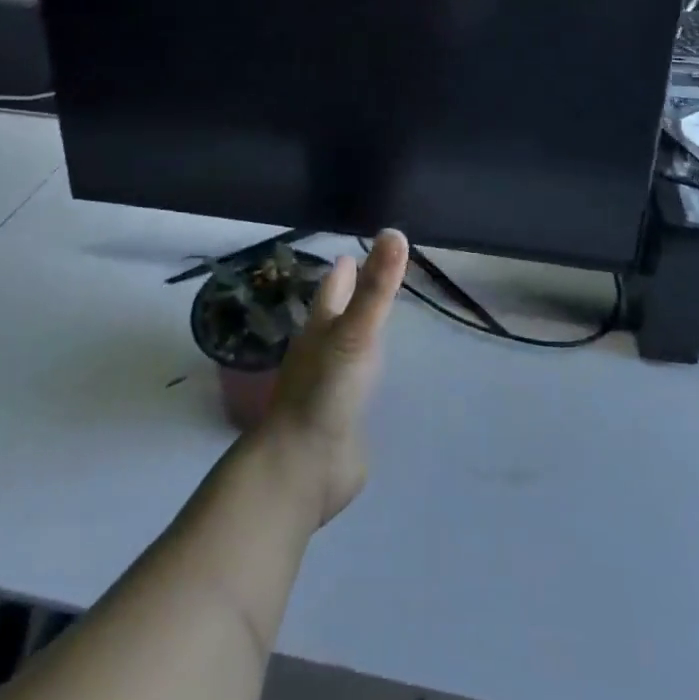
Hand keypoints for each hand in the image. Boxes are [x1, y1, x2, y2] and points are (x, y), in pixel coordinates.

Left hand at [253, 230, 408, 526]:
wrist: (303, 467)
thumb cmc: (325, 392)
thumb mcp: (355, 333)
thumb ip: (377, 288)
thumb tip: (395, 232)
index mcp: (319, 330)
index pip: (331, 290)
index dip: (342, 272)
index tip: (350, 253)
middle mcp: (320, 355)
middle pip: (334, 318)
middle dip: (347, 299)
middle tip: (366, 279)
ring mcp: (327, 390)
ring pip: (343, 352)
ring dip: (356, 336)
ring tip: (373, 324)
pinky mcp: (339, 421)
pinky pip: (353, 389)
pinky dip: (363, 376)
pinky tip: (374, 379)